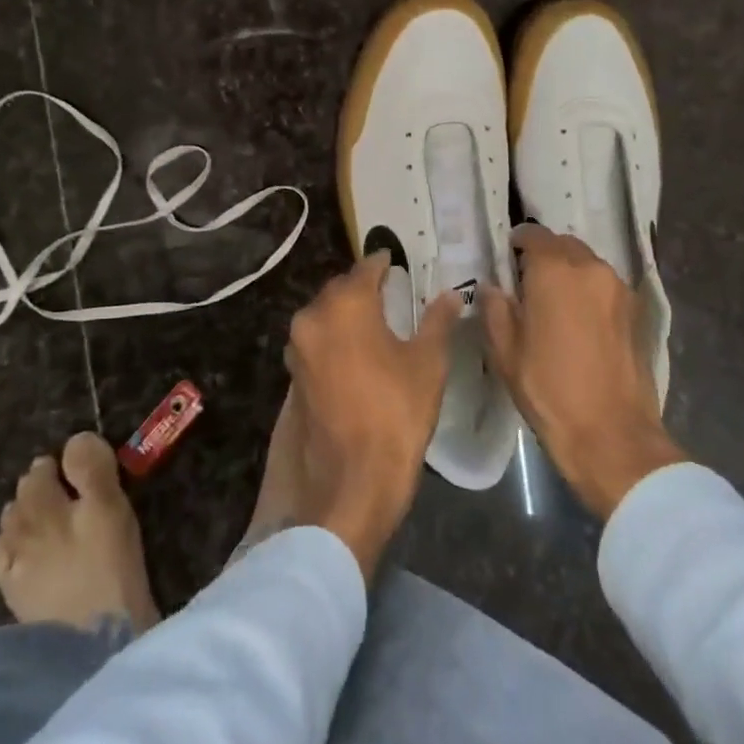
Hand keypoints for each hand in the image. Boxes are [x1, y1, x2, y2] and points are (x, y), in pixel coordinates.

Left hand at [283, 252, 457, 578]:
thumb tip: (450, 294)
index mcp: (346, 304)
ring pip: (324, 314)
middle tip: (389, 291)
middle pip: (340, 289)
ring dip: (346, 312)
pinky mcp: (293, 375)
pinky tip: (356, 351)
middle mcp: (313, 317)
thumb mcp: (428, 364)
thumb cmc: (396, 413)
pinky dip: (335, 338)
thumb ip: (437, 321)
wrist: (351, 480)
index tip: (397, 262)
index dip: (384, 263)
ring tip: (375, 320)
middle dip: (363, 287)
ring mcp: (298, 347)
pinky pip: (316, 341)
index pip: (366, 268)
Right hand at [482, 224, 685, 519]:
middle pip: (564, 244)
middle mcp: (590, 268)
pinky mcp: (637, 311)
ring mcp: (619, 288)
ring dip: (570, 272)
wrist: (612, 435)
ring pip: (588, 263)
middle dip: (545, 255)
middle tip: (528, 281)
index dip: (517, 243)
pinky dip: (590, 290)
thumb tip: (492, 288)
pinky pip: (606, 285)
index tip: (507, 259)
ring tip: (555, 302)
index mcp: (555, 271)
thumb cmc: (550, 390)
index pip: (533, 235)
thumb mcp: (506, 352)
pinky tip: (580, 319)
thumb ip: (495, 310)